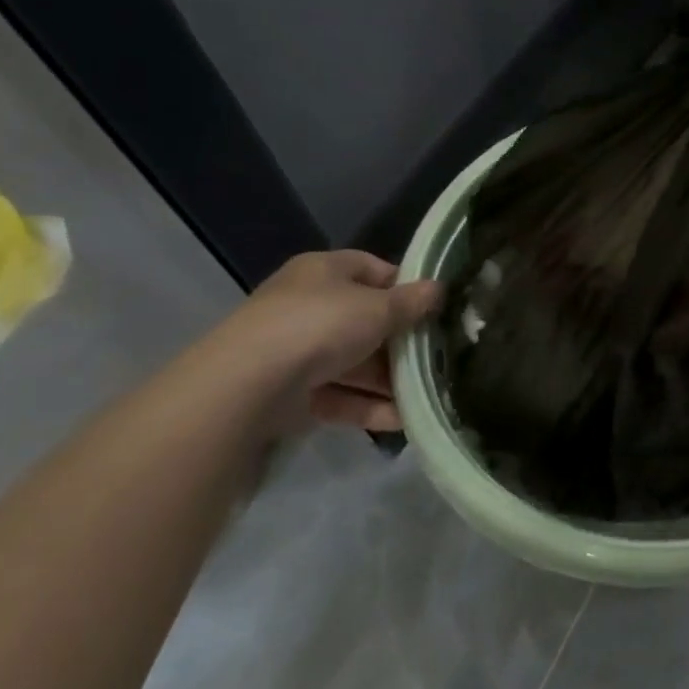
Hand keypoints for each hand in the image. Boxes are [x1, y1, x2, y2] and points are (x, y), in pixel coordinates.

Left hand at [215, 250, 441, 429]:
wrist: (248, 385)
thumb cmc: (321, 325)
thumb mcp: (378, 307)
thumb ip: (412, 302)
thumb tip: (440, 290)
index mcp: (324, 272)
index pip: (372, 269)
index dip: (405, 286)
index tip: (434, 307)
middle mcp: (308, 306)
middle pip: (366, 321)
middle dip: (402, 341)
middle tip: (439, 356)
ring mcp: (298, 351)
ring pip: (355, 362)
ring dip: (391, 380)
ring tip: (429, 394)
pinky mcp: (293, 393)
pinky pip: (340, 396)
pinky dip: (369, 406)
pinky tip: (403, 419)